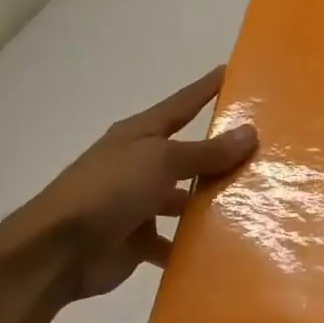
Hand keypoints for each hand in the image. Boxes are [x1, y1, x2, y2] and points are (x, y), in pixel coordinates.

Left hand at [7, 66, 256, 300]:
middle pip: (189, 155)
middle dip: (221, 155)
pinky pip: (175, 241)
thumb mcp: (161, 162)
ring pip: (185, 200)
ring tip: (255, 204)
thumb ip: (206, 152)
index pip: (181, 105)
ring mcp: (139, 203)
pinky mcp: (139, 239)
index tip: (230, 71)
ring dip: (211, 203)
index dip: (204, 89)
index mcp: (140, 136)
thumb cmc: (109, 190)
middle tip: (266, 152)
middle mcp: (140, 165)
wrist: (58, 250)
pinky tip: (225, 248)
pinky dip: (193, 245)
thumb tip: (249, 132)